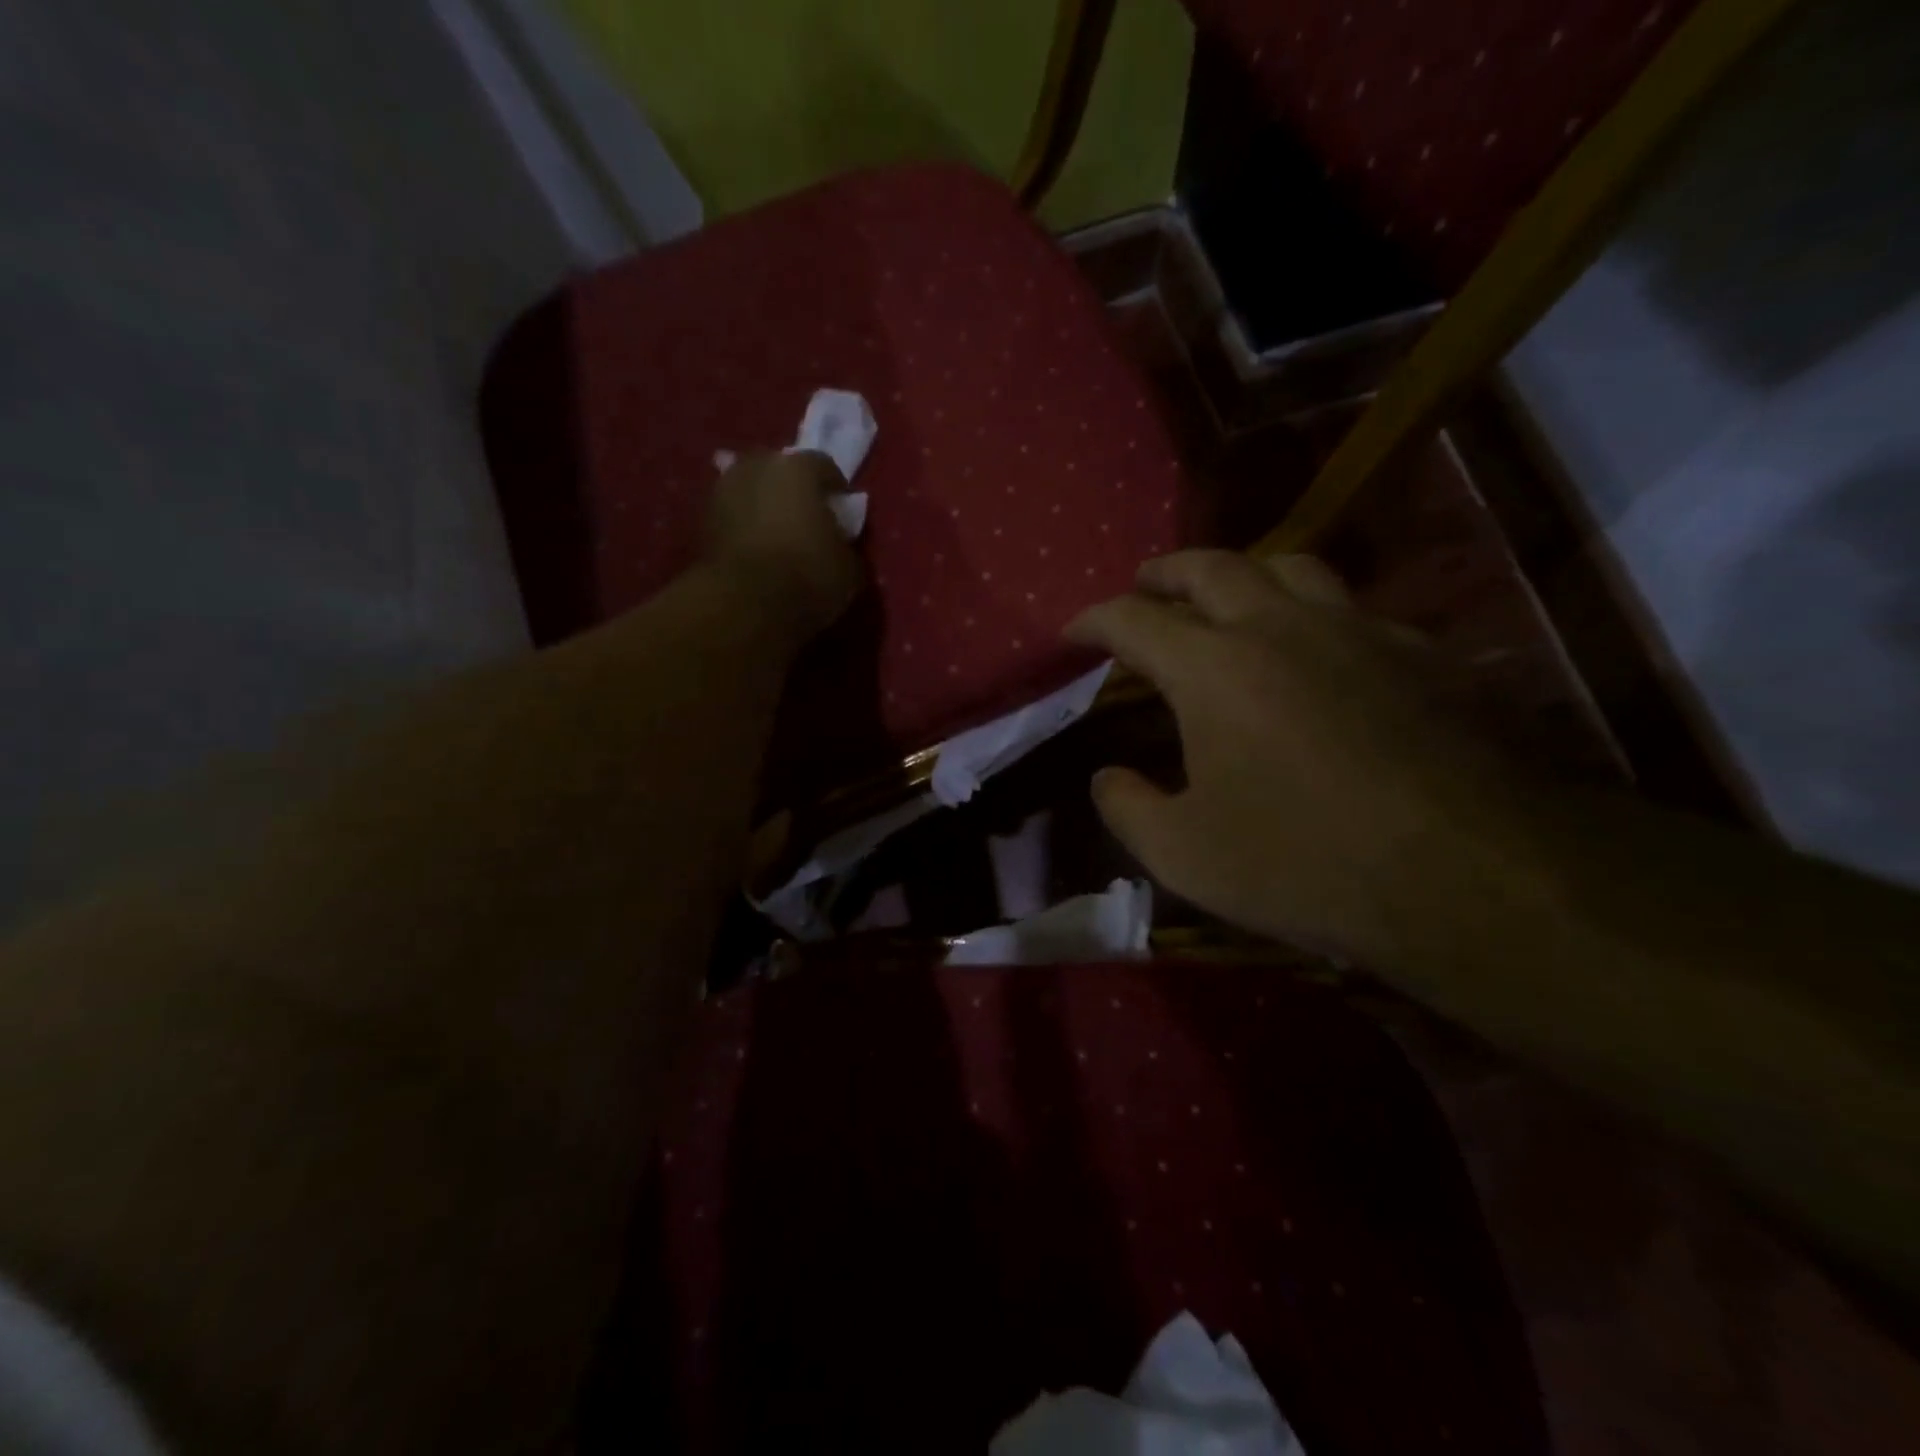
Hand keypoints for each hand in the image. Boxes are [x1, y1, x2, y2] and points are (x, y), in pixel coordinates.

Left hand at [705, 451, 862, 635]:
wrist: (745, 604)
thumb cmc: (808, 575)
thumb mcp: (849, 568)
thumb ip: (845, 545)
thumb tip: (837, 545)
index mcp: (797, 468)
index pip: (824, 466)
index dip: (836, 491)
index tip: (842, 514)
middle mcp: (756, 466)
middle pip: (781, 471)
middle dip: (794, 491)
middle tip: (808, 521)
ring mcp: (723, 490)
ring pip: (752, 491)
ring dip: (765, 507)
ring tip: (779, 538)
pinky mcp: (701, 520)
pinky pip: (734, 516)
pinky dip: (745, 528)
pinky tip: (757, 552)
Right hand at [1068, 550, 1529, 964]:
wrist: (1474, 876)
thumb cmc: (1305, 864)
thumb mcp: (1185, 855)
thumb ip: (1128, 808)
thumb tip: (1106, 777)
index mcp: (1213, 668)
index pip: (1133, 620)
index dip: (1093, 620)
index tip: (1073, 631)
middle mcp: (1281, 628)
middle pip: (1211, 567)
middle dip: (1166, 572)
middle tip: (1145, 585)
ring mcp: (1359, 631)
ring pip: (1292, 567)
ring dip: (1245, 574)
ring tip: (1229, 598)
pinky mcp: (1424, 654)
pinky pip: (1355, 610)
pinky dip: (1316, 616)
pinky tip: (1322, 653)